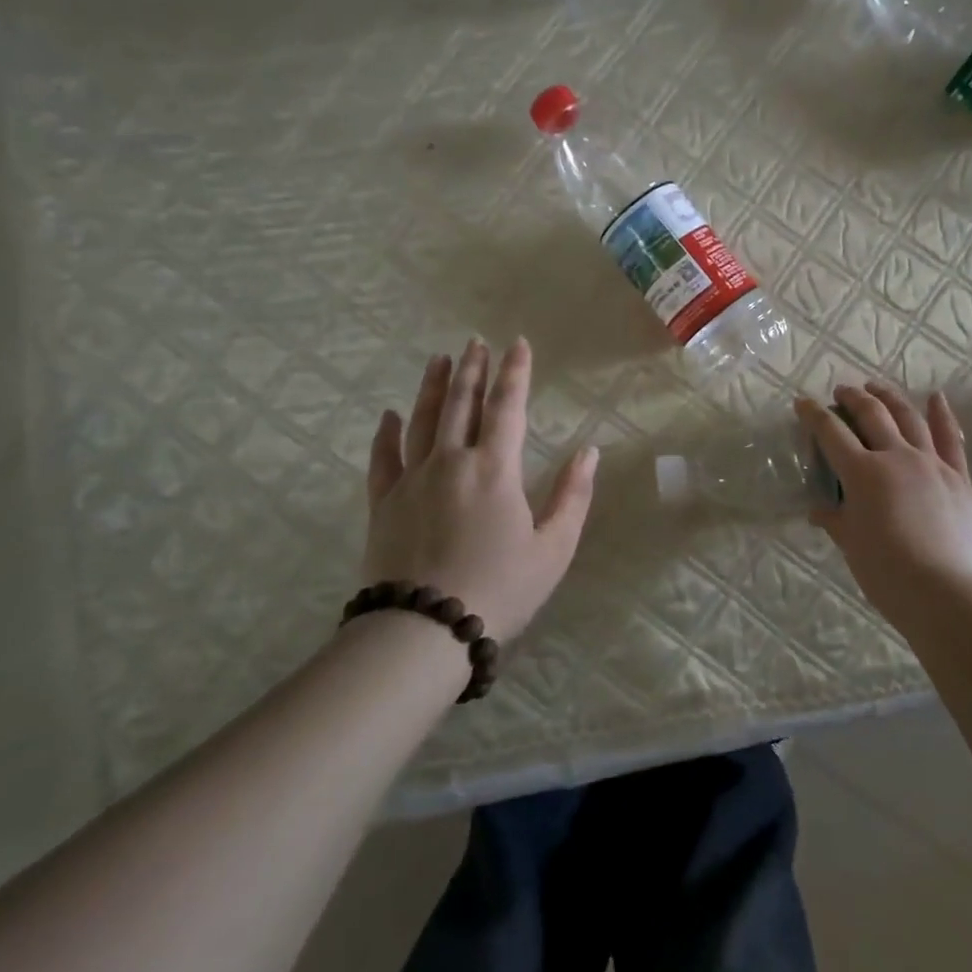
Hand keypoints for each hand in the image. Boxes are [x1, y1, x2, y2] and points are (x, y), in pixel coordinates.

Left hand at [362, 338, 598, 641]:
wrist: (425, 630)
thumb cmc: (500, 589)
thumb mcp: (553, 548)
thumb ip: (573, 495)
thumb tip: (589, 452)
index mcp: (495, 468)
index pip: (508, 406)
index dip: (515, 372)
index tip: (518, 343)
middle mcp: (451, 461)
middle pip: (460, 403)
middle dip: (472, 369)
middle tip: (475, 342)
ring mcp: (412, 480)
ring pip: (421, 420)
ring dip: (432, 387)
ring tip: (439, 360)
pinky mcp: (383, 503)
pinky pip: (382, 458)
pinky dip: (385, 433)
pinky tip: (387, 415)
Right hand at [795, 381, 971, 616]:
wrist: (941, 590)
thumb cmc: (884, 570)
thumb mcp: (850, 543)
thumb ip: (834, 519)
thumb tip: (818, 511)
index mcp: (862, 472)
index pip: (831, 433)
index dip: (814, 415)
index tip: (802, 402)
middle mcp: (896, 456)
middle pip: (872, 415)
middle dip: (853, 398)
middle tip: (842, 391)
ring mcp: (931, 463)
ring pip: (909, 418)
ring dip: (890, 398)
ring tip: (878, 388)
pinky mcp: (958, 477)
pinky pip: (950, 439)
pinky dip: (942, 415)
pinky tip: (936, 398)